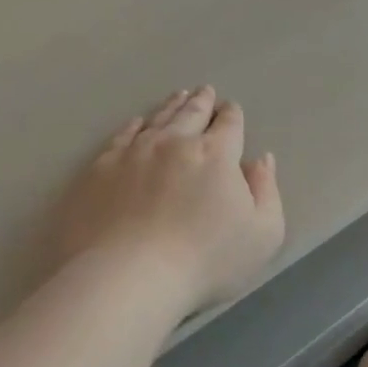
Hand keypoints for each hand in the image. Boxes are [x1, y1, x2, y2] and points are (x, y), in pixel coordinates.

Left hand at [50, 86, 284, 314]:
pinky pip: (122, 136)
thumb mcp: (262, 234)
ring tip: (178, 96)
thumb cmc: (204, 261)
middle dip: (201, 101)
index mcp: (215, 155)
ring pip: (157, 119)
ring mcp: (133, 152)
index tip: (231, 109)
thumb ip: (266, 192)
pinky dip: (134, 125)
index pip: (228, 125)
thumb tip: (260, 160)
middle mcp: (174, 142)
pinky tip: (137, 123)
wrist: (127, 275)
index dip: (232, 115)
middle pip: (191, 113)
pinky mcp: (100, 168)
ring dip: (171, 106)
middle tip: (205, 91)